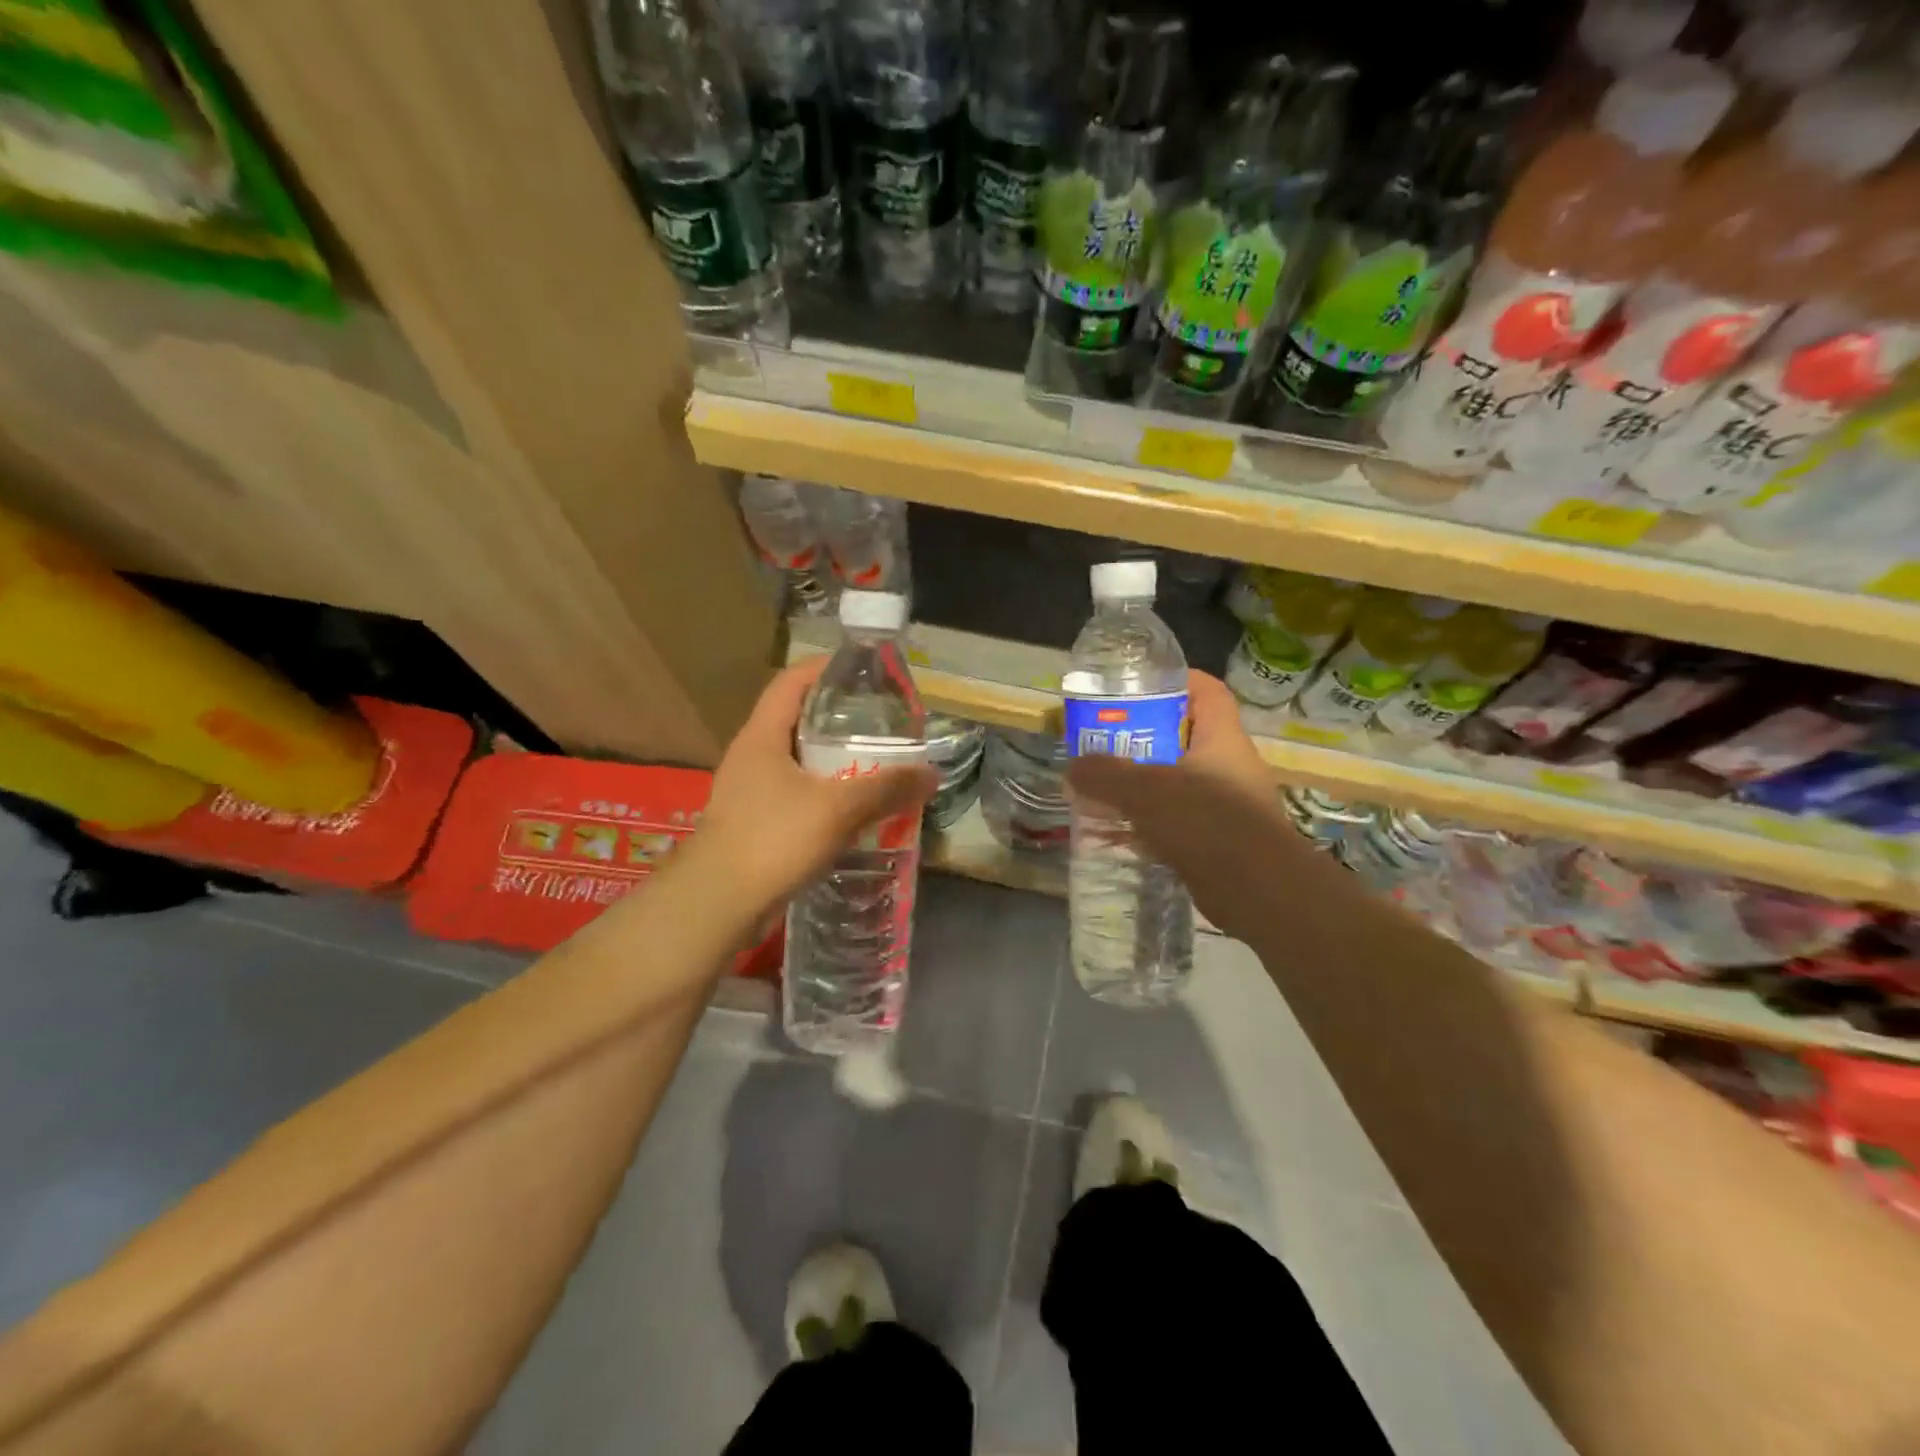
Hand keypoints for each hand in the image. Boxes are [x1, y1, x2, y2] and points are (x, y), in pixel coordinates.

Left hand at [695, 658, 937, 917]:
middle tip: (881, 723)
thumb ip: (886, 788)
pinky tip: (853, 810)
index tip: (865, 671)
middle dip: (839, 718)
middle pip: (798, 720)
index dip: (826, 668)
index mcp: (762, 736)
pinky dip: (826, 795)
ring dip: (834, 761)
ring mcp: (750, 791)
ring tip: (875, 764)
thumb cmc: (772, 839)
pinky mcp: (756, 823)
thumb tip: (931, 775)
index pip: (792, 681)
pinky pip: (797, 795)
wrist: (718, 904)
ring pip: (799, 761)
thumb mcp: (837, 809)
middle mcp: (752, 755)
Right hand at [1066, 671, 1298, 938]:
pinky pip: (1176, 820)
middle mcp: (1227, 766)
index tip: (1138, 686)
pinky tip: (1116, 832)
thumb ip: (1106, 776)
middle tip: (1103, 742)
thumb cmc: (1208, 823)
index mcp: (1221, 739)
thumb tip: (1074, 768)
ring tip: (1101, 788)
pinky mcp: (1218, 840)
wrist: (1260, 892)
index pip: (1207, 692)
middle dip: (1142, 738)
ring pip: (1176, 782)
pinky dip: (1148, 823)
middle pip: (1183, 738)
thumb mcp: (1148, 792)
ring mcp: (1225, 805)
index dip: (1176, 681)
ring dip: (1141, 785)